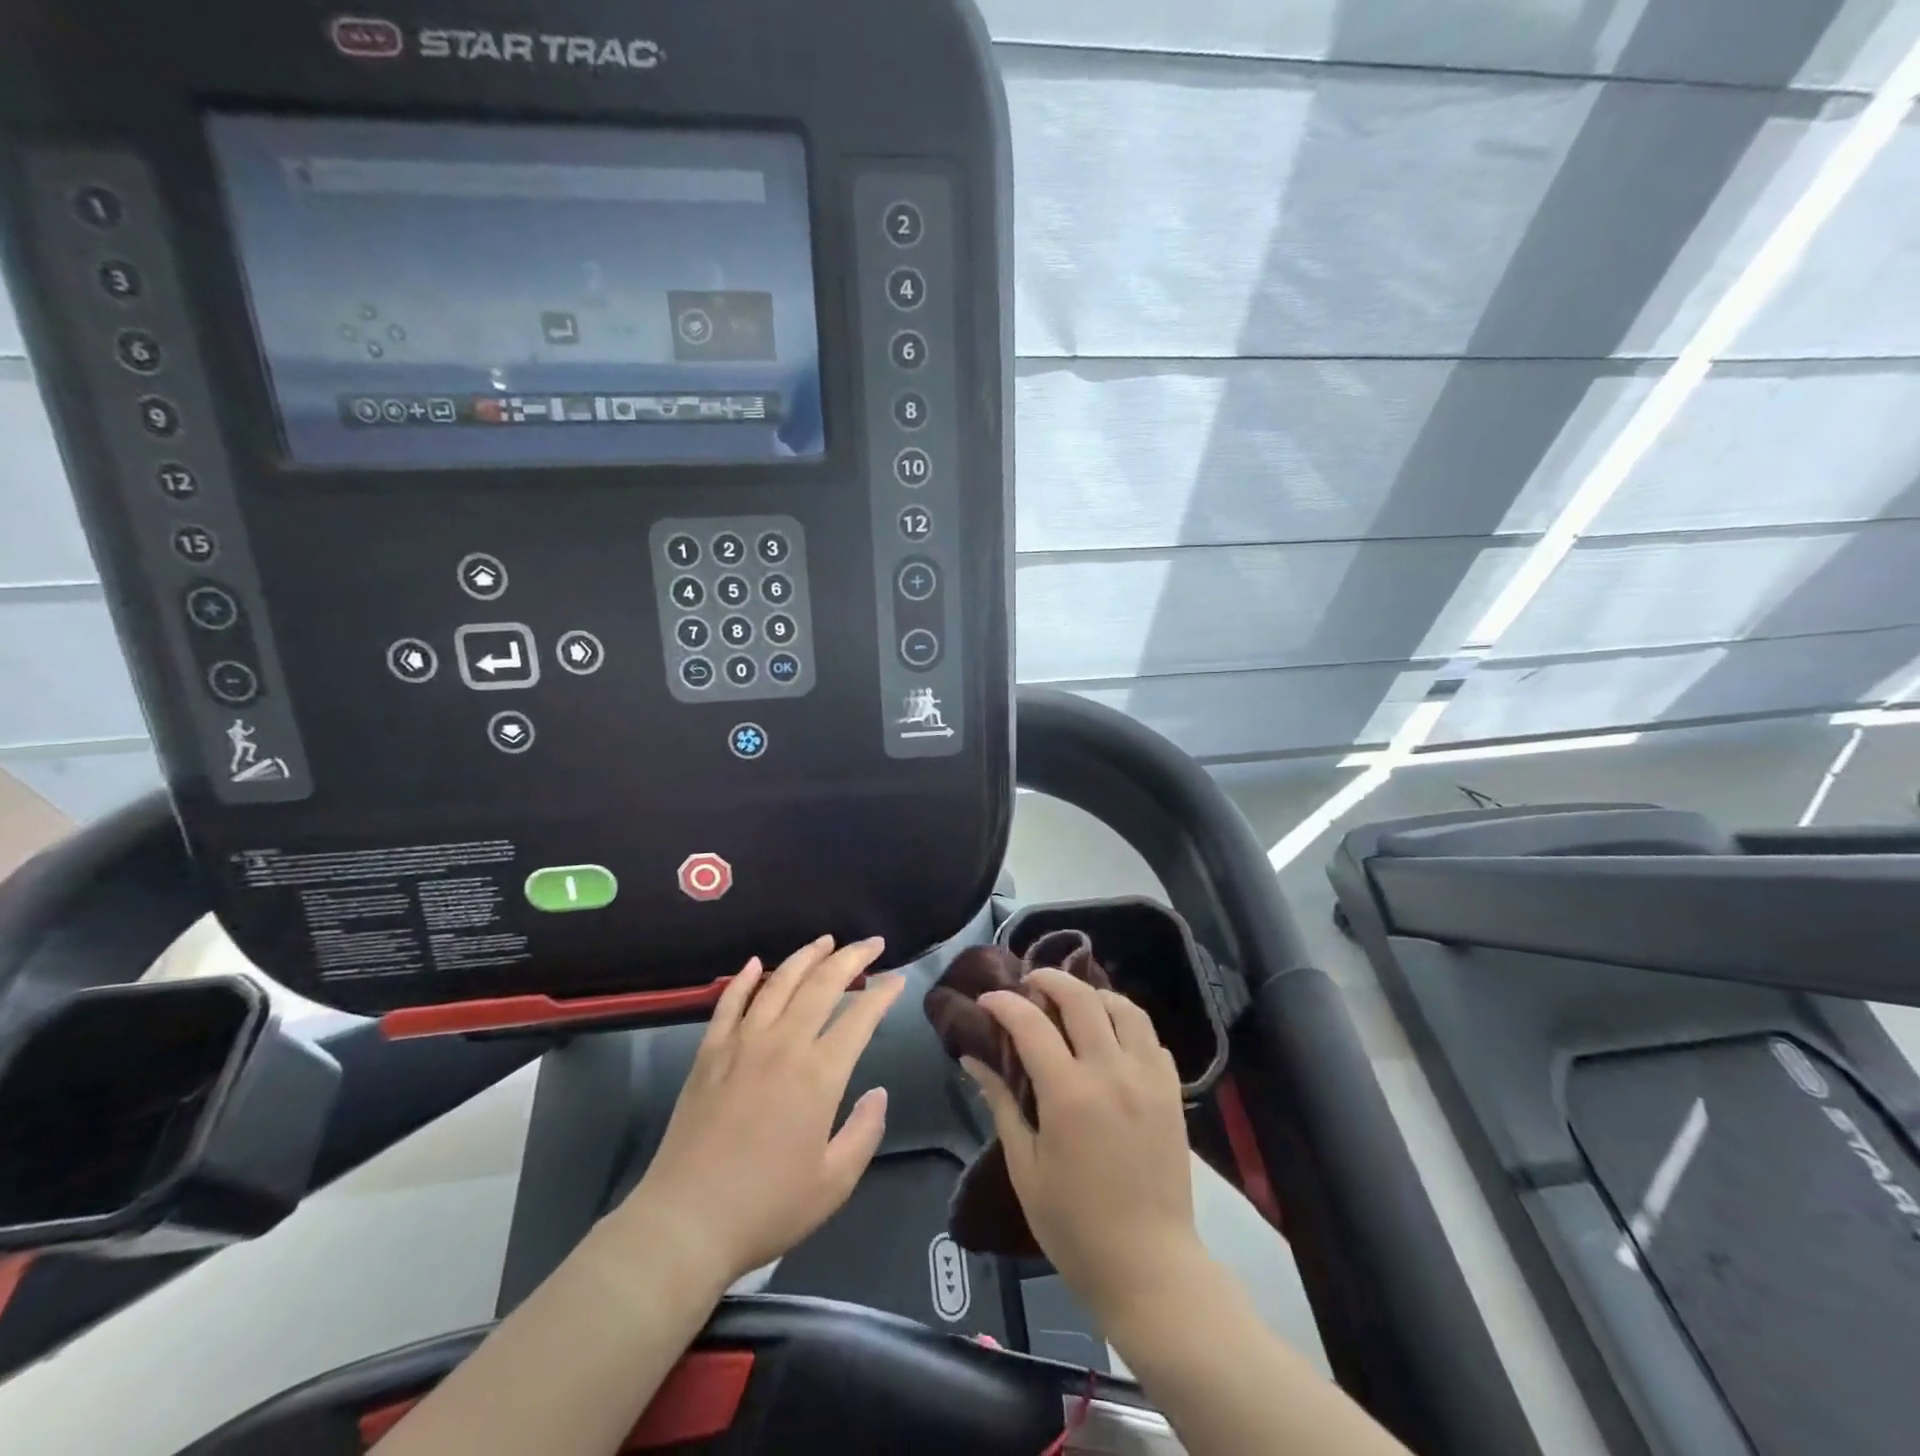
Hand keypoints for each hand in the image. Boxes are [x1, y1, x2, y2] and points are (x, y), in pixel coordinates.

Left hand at [615, 936, 905, 1287]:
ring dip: (805, 957)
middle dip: (852, 957)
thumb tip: (877, 1092)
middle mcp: (783, 1045)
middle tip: (872, 942)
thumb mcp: (834, 1182)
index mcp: (819, 1074)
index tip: (897, 980)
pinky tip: (756, 963)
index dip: (883, 993)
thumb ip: (865, 1131)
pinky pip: (729, 1003)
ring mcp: (742, 1044)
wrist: (685, 1222)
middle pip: (822, 984)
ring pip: (778, 983)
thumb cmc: (767, 1207)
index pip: (860, 1017)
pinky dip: (744, 978)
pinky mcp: (709, 1053)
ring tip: (825, 941)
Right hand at [964, 970, 1207, 1329]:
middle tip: (1030, 983)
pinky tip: (1110, 1039)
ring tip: (1073, 1004)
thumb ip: (1001, 1103)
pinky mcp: (1172, 1092)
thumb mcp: (1025, 1167)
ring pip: (1124, 1008)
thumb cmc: (1075, 1226)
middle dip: (1050, 979)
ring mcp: (1148, 1078)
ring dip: (1094, 995)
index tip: (987, 1001)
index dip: (1004, 1003)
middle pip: (1081, 998)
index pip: (1031, 1024)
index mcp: (1069, 1093)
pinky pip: (1150, 1038)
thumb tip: (972, 1059)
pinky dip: (1127, 1024)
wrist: (1149, 1267)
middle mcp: (1111, 1072)